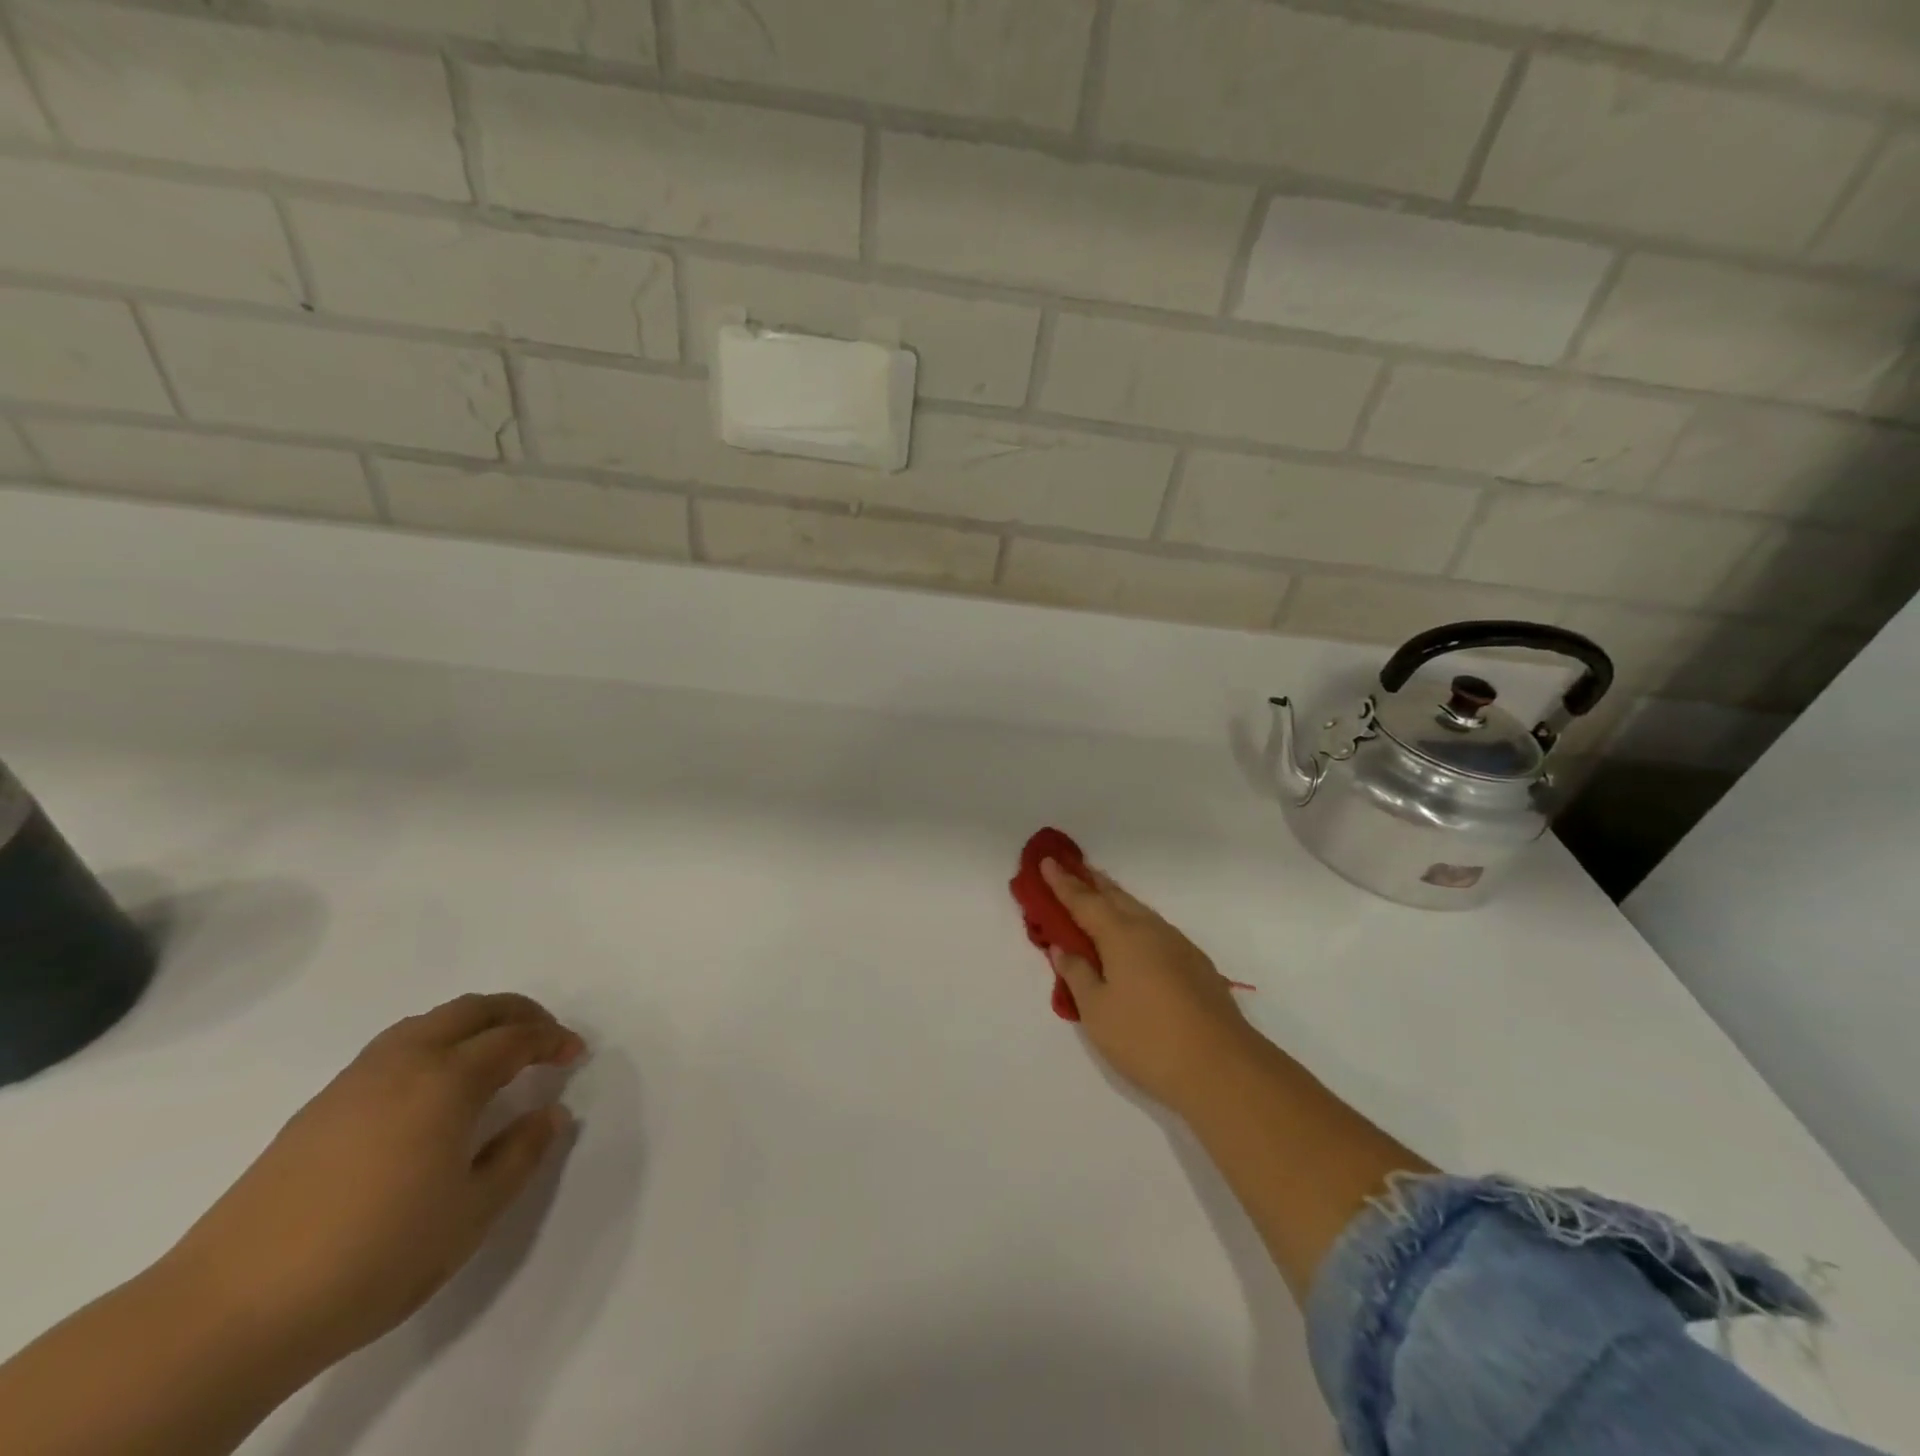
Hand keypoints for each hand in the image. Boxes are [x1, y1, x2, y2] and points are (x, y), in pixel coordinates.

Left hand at [164, 993, 584, 1368]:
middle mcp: (405, 1062)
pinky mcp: (321, 1105)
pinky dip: (434, 1042)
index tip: (575, 1055)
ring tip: (494, 1053)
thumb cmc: (374, 1256)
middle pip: (473, 1009)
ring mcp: (356, 1079)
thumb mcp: (471, 1213)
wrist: (228, 1310)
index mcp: (447, 1081)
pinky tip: (432, 1086)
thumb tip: (550, 1113)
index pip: (515, 1038)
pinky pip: (396, 1045)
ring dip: (474, 1022)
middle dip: (519, 1013)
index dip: (552, 1039)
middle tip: (545, 1038)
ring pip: (429, 1021)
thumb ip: (521, 1154)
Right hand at [1041, 859, 1262, 1115]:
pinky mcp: (1196, 964)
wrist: (1222, 1067)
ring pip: (1139, 911)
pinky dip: (1136, 922)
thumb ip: (1077, 974)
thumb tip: (1063, 948)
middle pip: (1116, 897)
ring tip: (1101, 896)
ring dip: (1116, 900)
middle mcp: (1150, 929)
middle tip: (1073, 868)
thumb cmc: (1146, 1038)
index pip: (1084, 900)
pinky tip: (1136, 937)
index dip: (1063, 882)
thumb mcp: (1097, 1011)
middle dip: (1092, 882)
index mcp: (1120, 935)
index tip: (1047, 861)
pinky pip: (1156, 929)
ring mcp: (1178, 945)